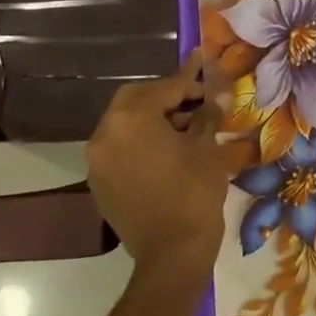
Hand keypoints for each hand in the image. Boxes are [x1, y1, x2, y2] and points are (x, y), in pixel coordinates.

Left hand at [87, 51, 229, 277]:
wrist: (172, 254)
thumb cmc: (194, 193)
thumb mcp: (207, 148)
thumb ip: (207, 114)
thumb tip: (217, 92)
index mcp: (131, 120)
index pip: (164, 88)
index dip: (189, 78)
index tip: (205, 62)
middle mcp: (105, 134)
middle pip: (135, 100)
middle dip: (166, 95)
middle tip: (196, 98)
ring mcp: (98, 160)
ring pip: (125, 123)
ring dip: (153, 118)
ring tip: (186, 126)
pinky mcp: (99, 181)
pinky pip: (120, 147)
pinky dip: (140, 140)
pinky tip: (168, 149)